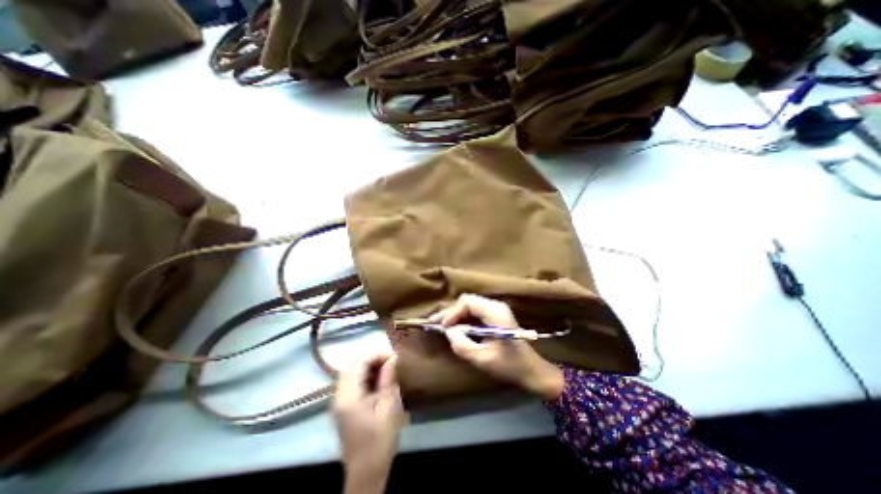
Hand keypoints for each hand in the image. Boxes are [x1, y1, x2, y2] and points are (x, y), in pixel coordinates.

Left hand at [333, 352, 405, 493]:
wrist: (366, 474)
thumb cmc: (380, 441)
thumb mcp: (388, 407)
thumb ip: (388, 379)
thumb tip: (392, 357)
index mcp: (348, 397)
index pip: (359, 363)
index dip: (377, 354)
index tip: (394, 355)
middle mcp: (338, 396)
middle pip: (351, 365)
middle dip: (371, 356)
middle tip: (390, 357)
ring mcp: (338, 401)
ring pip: (350, 371)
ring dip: (367, 363)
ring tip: (386, 364)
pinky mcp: (342, 406)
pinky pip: (350, 380)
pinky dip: (363, 373)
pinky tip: (377, 376)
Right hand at [432, 294, 562, 401]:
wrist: (532, 370)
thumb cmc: (510, 366)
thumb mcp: (483, 359)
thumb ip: (462, 345)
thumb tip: (448, 332)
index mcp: (496, 313)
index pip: (468, 302)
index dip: (452, 312)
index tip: (442, 327)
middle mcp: (496, 306)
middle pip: (467, 301)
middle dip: (451, 312)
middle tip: (435, 324)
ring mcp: (496, 309)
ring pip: (469, 305)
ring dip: (455, 315)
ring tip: (441, 325)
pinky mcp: (495, 315)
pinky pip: (474, 311)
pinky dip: (463, 318)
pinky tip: (454, 327)